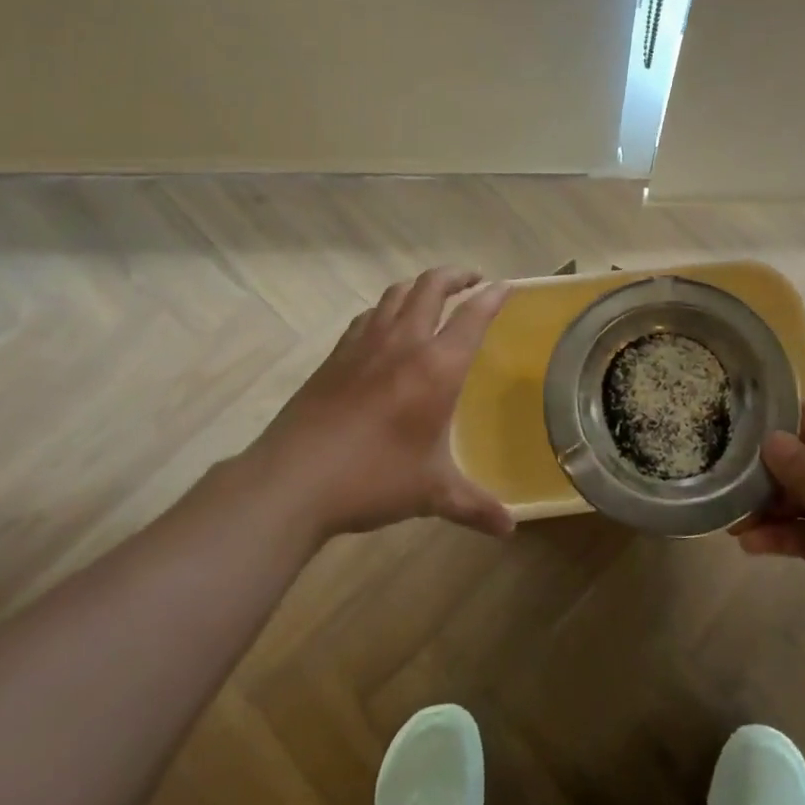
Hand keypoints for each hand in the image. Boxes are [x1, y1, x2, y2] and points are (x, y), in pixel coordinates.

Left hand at [242, 268, 514, 540]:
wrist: (294, 479)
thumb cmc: (373, 479)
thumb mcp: (432, 493)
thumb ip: (474, 506)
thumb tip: (509, 529)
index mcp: (437, 368)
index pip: (472, 316)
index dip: (492, 297)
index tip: (505, 286)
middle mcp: (404, 343)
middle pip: (431, 287)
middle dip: (456, 275)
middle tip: (473, 280)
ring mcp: (364, 344)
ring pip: (396, 293)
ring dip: (420, 286)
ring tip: (432, 295)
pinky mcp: (335, 355)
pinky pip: (368, 315)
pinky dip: (386, 309)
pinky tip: (385, 326)